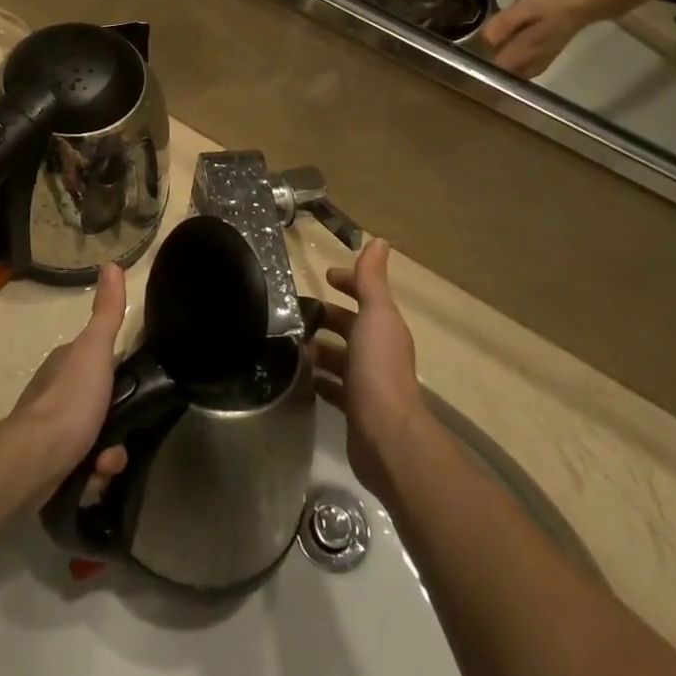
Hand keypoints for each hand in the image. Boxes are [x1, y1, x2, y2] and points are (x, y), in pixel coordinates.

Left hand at [10, 264, 128, 497]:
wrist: (35, 459)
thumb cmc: (69, 399)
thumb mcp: (95, 348)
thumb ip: (107, 312)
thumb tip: (112, 264)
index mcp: (67, 363)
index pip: (103, 363)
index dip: (122, 377)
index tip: (136, 391)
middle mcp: (57, 393)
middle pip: (102, 407)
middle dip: (118, 425)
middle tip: (121, 437)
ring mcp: (52, 430)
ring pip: (96, 440)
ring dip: (108, 455)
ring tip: (106, 464)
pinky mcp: (49, 464)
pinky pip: (83, 468)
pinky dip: (93, 475)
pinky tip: (93, 479)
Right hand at [309, 240, 429, 504]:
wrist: (386, 435)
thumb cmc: (379, 367)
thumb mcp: (376, 314)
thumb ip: (372, 279)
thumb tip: (379, 240)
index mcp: (385, 326)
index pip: (366, 295)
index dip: (348, 282)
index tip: (324, 277)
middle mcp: (379, 351)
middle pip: (350, 326)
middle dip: (327, 317)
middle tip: (294, 312)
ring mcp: (368, 382)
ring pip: (340, 357)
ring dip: (319, 349)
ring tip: (289, 344)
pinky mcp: (355, 409)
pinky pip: (333, 387)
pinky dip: (319, 379)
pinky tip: (298, 378)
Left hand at [480, 0, 602, 77]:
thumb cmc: (554, 1)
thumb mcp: (525, 6)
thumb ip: (504, 25)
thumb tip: (483, 42)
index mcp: (522, 55)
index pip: (491, 71)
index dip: (475, 62)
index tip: (463, 51)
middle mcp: (530, 66)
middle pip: (500, 74)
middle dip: (484, 63)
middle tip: (468, 47)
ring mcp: (539, 64)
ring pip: (510, 71)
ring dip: (496, 61)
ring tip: (481, 44)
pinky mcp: (543, 57)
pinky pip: (519, 65)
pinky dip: (509, 57)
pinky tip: (502, 43)